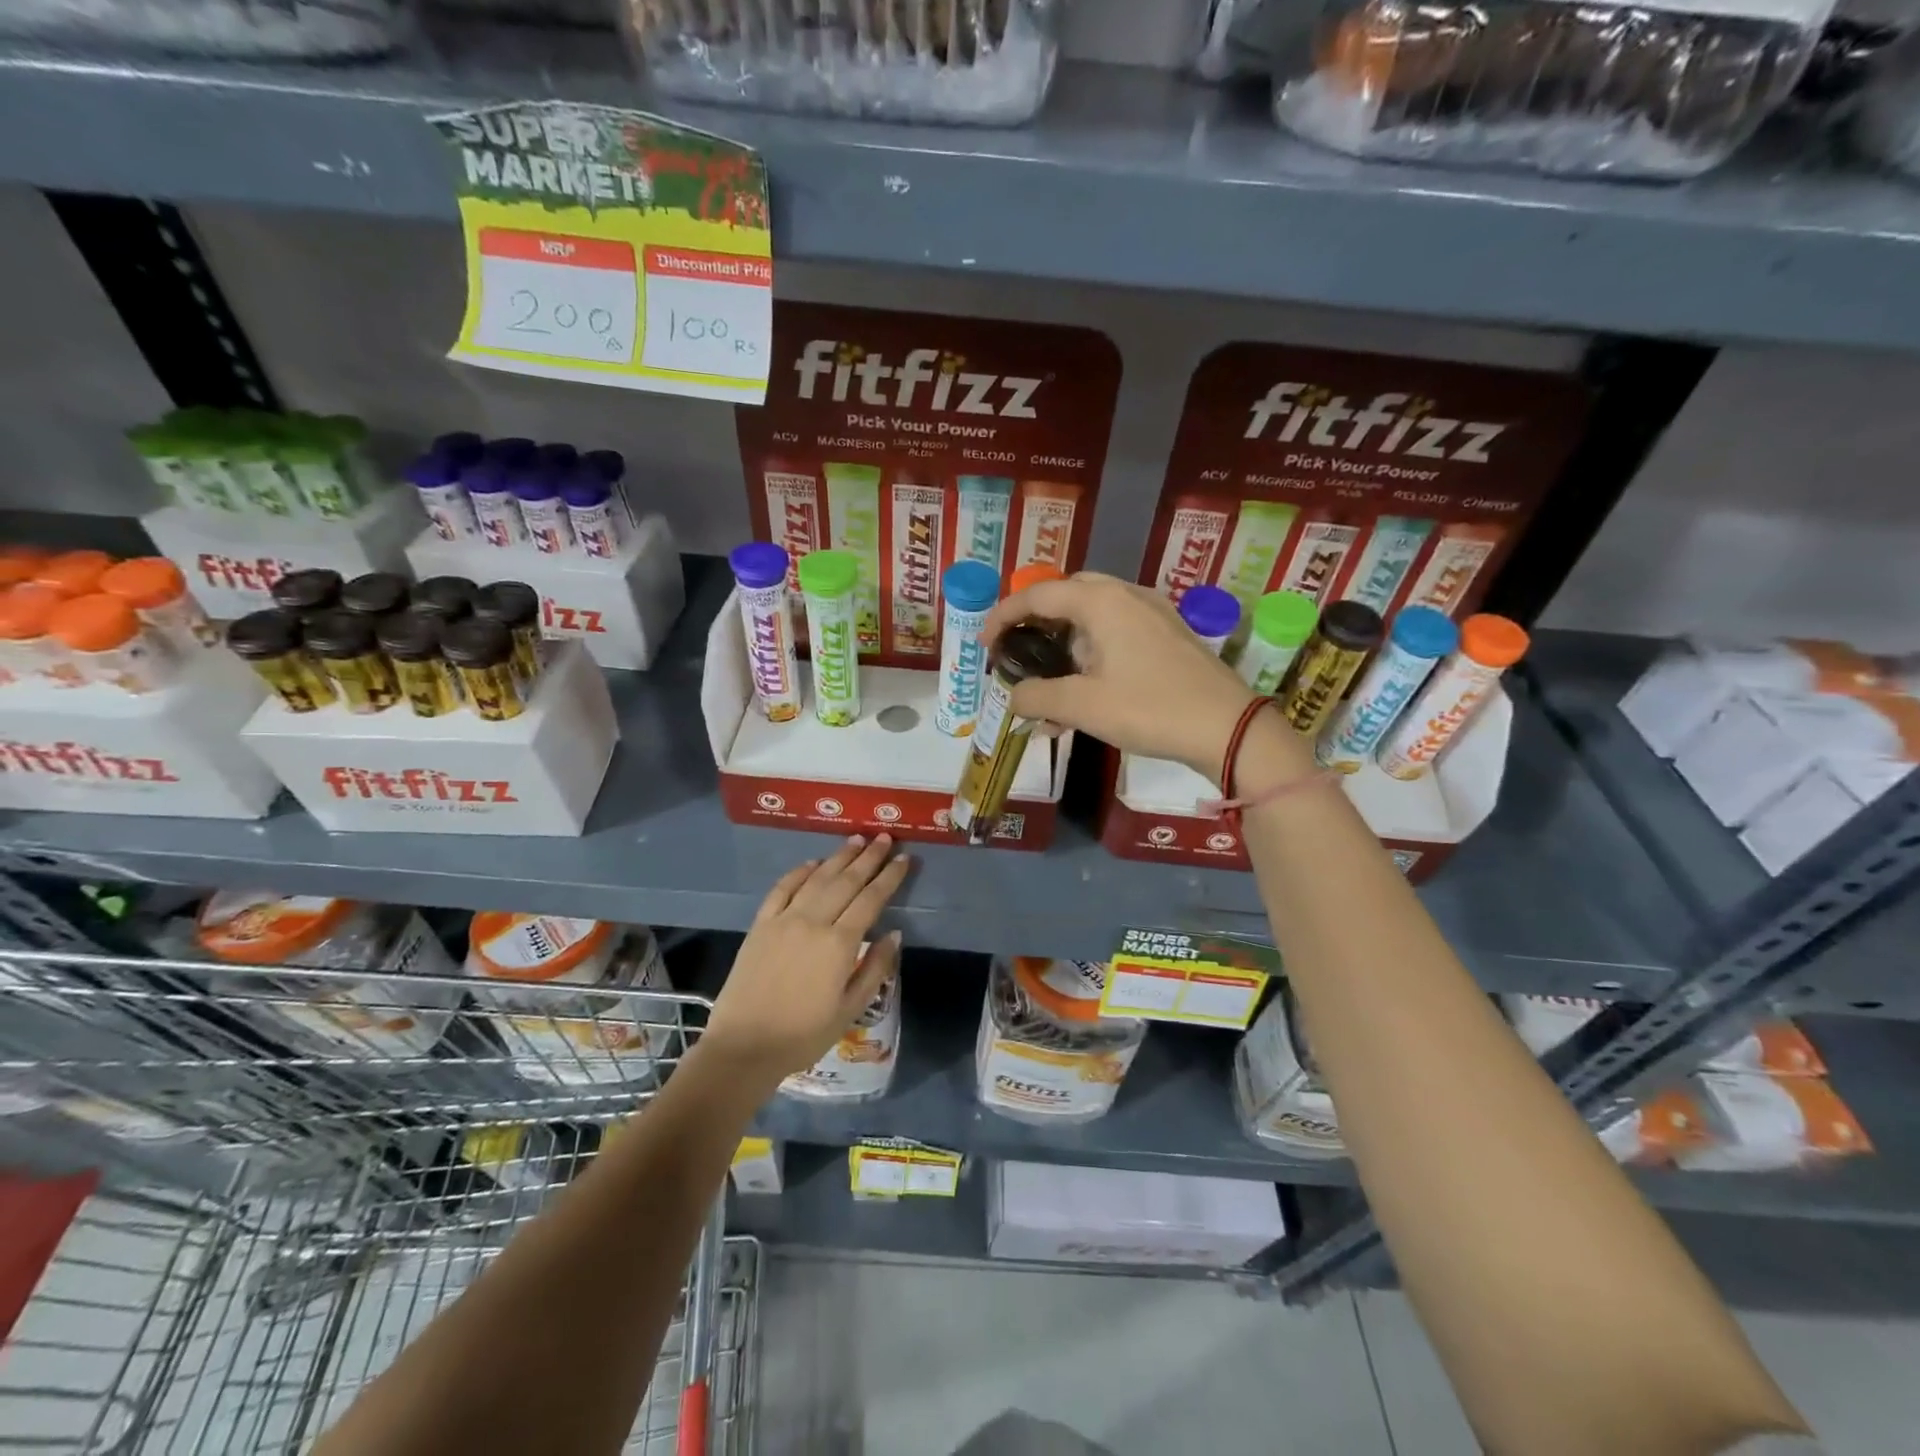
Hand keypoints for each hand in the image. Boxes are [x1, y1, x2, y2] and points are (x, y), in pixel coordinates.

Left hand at [702, 834, 909, 1082]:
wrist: (744, 1047)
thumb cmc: (804, 1035)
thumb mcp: (851, 1009)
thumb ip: (876, 968)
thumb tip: (894, 934)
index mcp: (839, 944)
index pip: (871, 899)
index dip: (890, 877)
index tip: (905, 858)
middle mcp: (813, 922)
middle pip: (846, 881)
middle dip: (869, 857)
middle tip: (884, 838)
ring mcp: (783, 920)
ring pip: (817, 878)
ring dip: (838, 857)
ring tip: (856, 839)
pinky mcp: (760, 925)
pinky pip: (782, 889)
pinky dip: (799, 872)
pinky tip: (812, 862)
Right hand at [982, 572, 1304, 783]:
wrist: (1229, 728)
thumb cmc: (1150, 709)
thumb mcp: (1083, 706)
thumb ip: (1038, 697)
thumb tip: (1014, 698)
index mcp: (1101, 602)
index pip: (1038, 595)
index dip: (1003, 616)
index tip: (985, 646)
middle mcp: (1127, 596)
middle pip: (1068, 595)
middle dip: (1037, 621)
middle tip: (1018, 651)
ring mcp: (1153, 613)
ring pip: (1094, 615)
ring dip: (1065, 642)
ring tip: (1050, 683)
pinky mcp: (1169, 635)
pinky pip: (1118, 631)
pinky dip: (1093, 651)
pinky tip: (1088, 690)